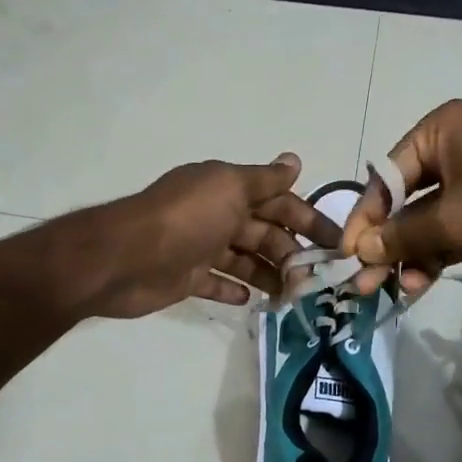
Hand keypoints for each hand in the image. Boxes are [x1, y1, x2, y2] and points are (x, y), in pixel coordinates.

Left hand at [75, 153, 339, 319]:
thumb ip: (264, 180)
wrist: (125, 258)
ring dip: (270, 274)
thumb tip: (295, 160)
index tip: (336, 243)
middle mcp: (217, 215)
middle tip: (316, 279)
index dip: (308, 219)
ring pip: (246, 260)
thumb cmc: (185, 219)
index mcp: (228, 190)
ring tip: (293, 295)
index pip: (278, 201)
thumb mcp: (229, 188)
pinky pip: (218, 282)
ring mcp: (201, 247)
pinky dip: (235, 289)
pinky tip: (252, 301)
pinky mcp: (187, 277)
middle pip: (265, 233)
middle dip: (291, 252)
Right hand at [341, 100, 461, 295]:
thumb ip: (401, 235)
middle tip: (362, 281)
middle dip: (384, 243)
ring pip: (424, 222)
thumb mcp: (452, 220)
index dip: (364, 218)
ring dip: (408, 255)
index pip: (386, 177)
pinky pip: (448, 232)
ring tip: (390, 289)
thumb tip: (361, 249)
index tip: (347, 254)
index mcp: (440, 132)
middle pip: (402, 201)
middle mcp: (452, 150)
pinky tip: (416, 284)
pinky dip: (433, 256)